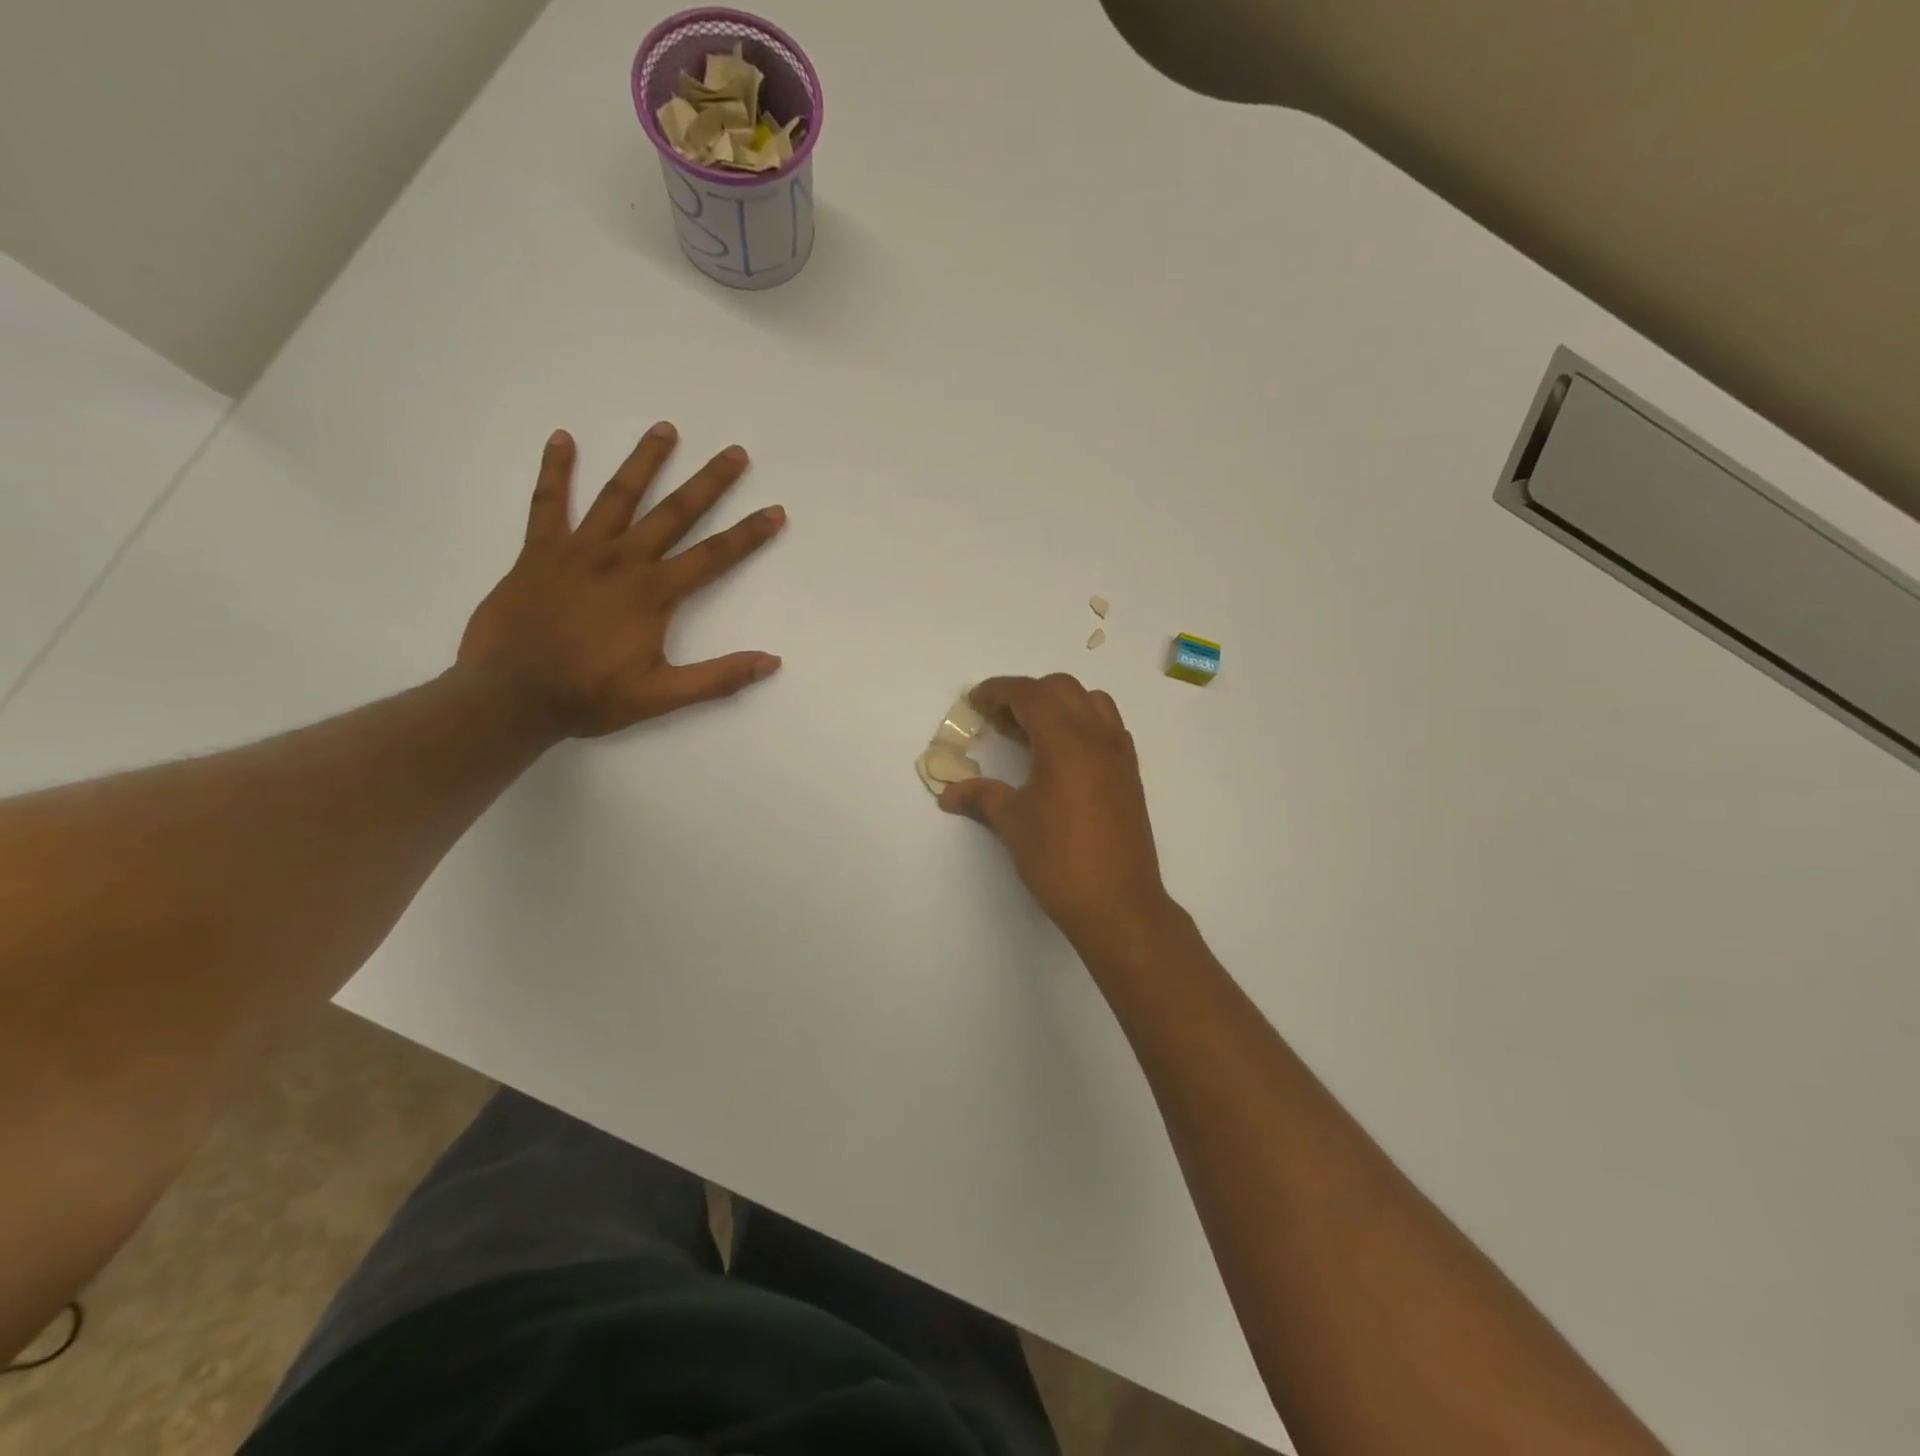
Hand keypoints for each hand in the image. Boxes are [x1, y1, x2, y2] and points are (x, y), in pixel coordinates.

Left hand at [458, 423, 785, 738]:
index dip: (748, 534)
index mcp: (653, 594)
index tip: (775, 510)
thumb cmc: (589, 696)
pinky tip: (563, 438)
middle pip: (674, 513)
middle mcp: (622, 561)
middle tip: (735, 452)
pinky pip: (547, 503)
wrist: (510, 695)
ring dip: (644, 461)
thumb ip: (718, 677)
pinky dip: (555, 470)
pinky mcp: (539, 553)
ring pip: (618, 496)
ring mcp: (578, 551)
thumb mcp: (662, 697)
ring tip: (666, 429)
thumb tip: (772, 661)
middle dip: (709, 482)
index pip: (713, 556)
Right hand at [940, 675, 1175, 953]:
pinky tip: (1060, 757)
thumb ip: (980, 796)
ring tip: (1031, 735)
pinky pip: (1106, 727)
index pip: (1029, 693)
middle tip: (998, 721)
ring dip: (1058, 705)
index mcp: (1066, 739)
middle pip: (1061, 688)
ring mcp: (1119, 752)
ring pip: (1090, 702)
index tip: (975, 703)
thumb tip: (948, 792)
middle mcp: (1097, 735)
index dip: (998, 691)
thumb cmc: (1059, 859)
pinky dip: (1081, 724)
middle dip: (1026, 695)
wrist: (1118, 903)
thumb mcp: (1012, 823)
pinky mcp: (1130, 773)